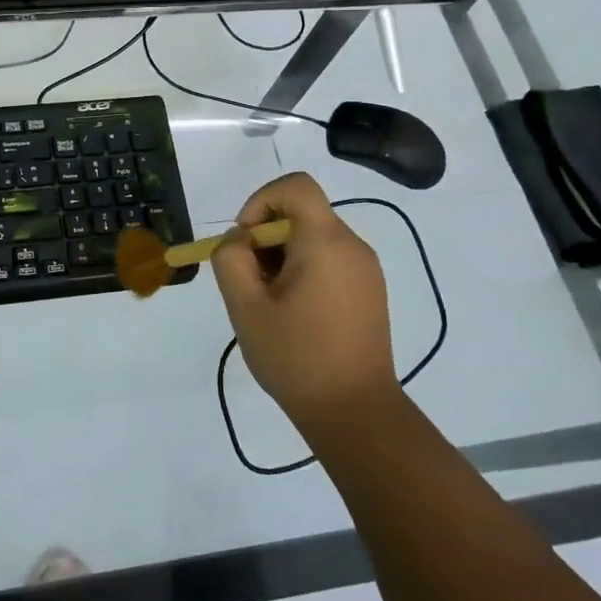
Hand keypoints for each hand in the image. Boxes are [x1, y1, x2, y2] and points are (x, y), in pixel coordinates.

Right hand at [209, 172, 396, 434]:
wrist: (356, 414)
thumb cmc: (296, 357)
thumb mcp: (245, 306)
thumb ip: (231, 259)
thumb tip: (240, 240)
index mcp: (325, 241)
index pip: (295, 186)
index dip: (260, 201)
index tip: (245, 241)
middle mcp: (352, 245)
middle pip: (301, 213)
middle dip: (265, 237)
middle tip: (250, 282)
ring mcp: (366, 269)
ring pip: (312, 237)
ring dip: (281, 256)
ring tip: (269, 302)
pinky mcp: (369, 291)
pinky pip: (329, 259)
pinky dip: (302, 270)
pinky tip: (293, 312)